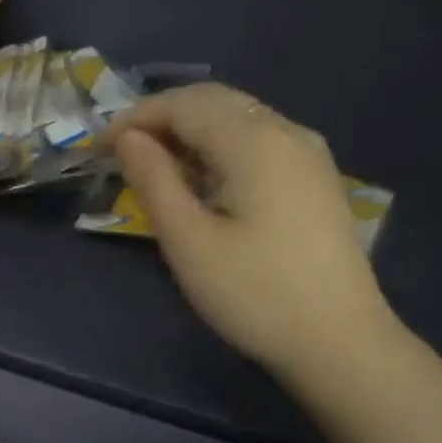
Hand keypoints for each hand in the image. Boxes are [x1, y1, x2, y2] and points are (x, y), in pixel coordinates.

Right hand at [110, 83, 396, 378]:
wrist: (339, 341)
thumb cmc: (254, 293)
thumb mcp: (189, 241)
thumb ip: (154, 180)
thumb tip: (128, 138)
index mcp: (254, 141)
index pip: (185, 104)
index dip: (137, 117)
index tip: (102, 147)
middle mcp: (287, 132)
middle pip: (216, 101)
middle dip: (164, 117)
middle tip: (125, 153)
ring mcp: (309, 154)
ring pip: (240, 118)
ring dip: (193, 130)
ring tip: (158, 167)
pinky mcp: (317, 179)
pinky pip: (260, 141)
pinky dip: (222, 146)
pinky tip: (205, 181)